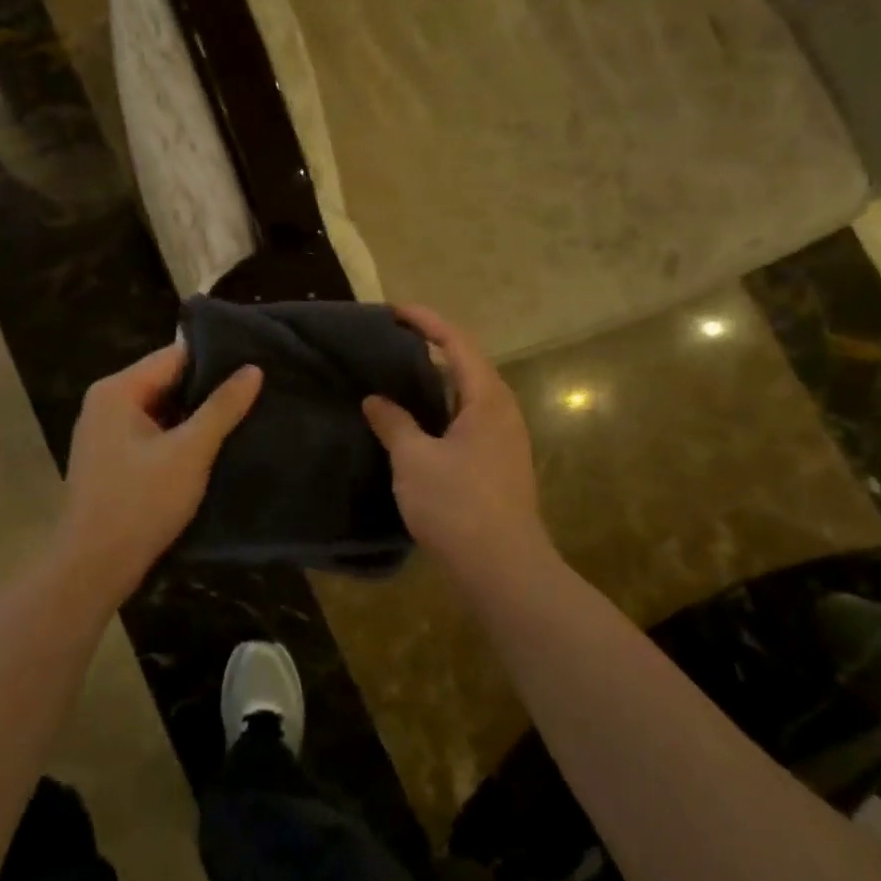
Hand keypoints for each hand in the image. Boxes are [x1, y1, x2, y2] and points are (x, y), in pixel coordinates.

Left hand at [58, 342, 261, 599]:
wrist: (93, 568)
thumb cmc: (141, 502)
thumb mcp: (190, 452)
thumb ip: (222, 408)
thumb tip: (253, 369)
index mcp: (118, 390)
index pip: (174, 355)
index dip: (216, 358)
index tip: (255, 362)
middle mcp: (107, 402)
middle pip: (167, 380)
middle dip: (208, 388)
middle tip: (257, 389)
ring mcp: (105, 431)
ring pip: (161, 409)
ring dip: (195, 414)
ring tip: (244, 413)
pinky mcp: (111, 458)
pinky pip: (152, 432)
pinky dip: (179, 435)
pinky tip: (212, 444)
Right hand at [363, 306, 554, 588]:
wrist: (504, 569)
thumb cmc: (458, 505)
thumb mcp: (414, 459)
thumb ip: (393, 423)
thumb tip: (376, 400)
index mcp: (486, 398)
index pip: (457, 343)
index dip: (426, 321)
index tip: (394, 310)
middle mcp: (502, 411)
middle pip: (466, 365)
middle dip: (431, 348)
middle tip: (391, 344)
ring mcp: (504, 440)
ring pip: (467, 396)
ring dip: (435, 383)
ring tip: (398, 379)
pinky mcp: (499, 465)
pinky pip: (467, 421)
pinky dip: (441, 411)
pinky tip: (416, 425)